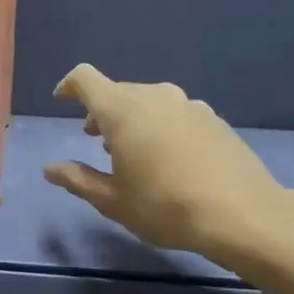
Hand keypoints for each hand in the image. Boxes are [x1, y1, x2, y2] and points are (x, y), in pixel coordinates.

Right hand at [43, 65, 293, 261]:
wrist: (242, 214)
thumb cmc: (165, 206)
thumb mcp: (113, 200)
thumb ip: (78, 179)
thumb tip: (50, 168)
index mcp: (122, 110)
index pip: (85, 79)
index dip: (69, 86)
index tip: (62, 100)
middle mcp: (155, 96)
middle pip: (118, 91)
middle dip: (101, 111)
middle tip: (95, 142)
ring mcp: (188, 105)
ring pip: (148, 102)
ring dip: (132, 119)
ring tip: (132, 153)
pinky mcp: (213, 118)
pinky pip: (174, 113)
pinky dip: (160, 126)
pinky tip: (169, 160)